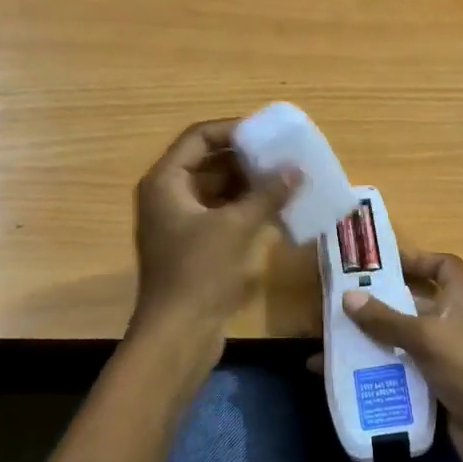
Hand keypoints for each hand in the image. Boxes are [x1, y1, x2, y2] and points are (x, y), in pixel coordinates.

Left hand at [130, 119, 296, 339]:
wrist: (178, 332)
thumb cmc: (200, 272)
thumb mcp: (236, 227)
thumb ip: (266, 194)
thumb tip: (296, 170)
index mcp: (166, 182)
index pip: (198, 138)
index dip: (233, 129)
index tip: (268, 133)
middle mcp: (168, 196)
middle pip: (208, 162)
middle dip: (246, 158)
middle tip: (283, 155)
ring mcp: (180, 222)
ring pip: (217, 190)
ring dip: (249, 184)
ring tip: (286, 179)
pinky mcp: (194, 245)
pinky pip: (221, 213)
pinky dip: (245, 208)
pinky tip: (276, 209)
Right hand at [333, 251, 462, 461]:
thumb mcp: (426, 338)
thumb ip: (386, 319)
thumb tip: (348, 297)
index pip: (444, 266)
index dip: (418, 259)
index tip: (384, 264)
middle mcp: (457, 322)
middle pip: (417, 303)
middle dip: (383, 303)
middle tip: (344, 303)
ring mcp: (449, 356)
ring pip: (406, 339)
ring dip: (376, 339)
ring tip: (337, 339)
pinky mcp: (439, 385)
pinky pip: (405, 370)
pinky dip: (382, 369)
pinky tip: (350, 374)